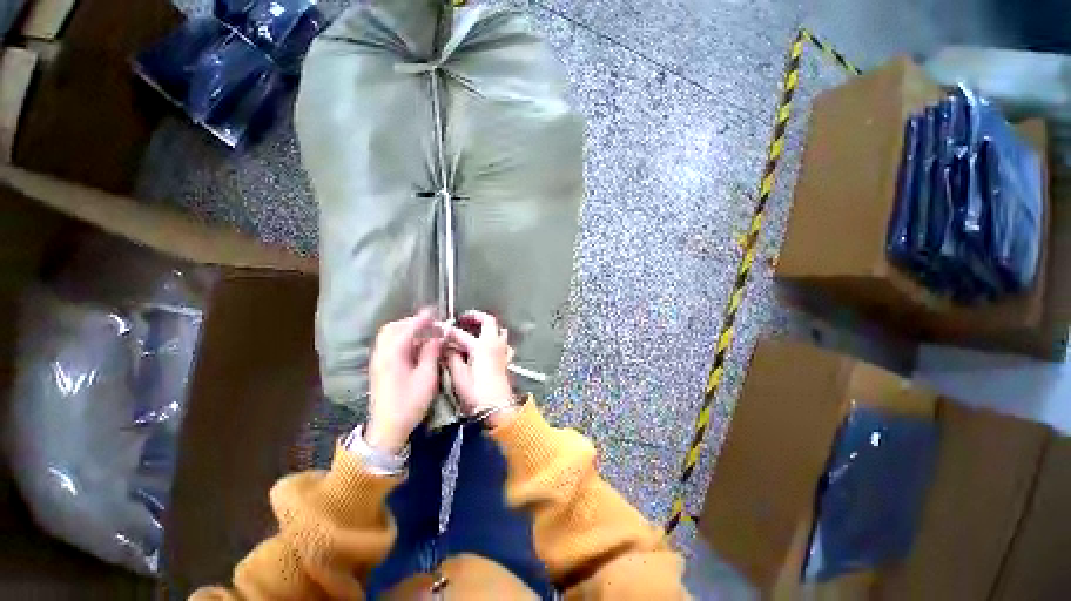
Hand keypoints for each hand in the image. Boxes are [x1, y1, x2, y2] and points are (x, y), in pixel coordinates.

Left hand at [365, 308, 442, 452]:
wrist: (387, 428)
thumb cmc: (410, 403)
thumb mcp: (427, 377)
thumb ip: (431, 352)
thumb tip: (438, 336)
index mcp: (393, 354)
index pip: (407, 328)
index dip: (422, 319)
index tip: (434, 311)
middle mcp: (382, 354)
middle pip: (393, 328)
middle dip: (411, 322)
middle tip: (430, 323)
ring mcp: (378, 361)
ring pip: (389, 336)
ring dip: (406, 330)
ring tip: (425, 333)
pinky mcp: (380, 368)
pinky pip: (389, 345)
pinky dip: (402, 339)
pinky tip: (416, 346)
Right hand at [444, 310, 518, 427]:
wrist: (499, 408)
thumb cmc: (477, 394)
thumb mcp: (459, 377)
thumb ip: (452, 359)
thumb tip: (446, 349)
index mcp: (481, 346)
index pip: (462, 334)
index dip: (449, 332)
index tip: (440, 329)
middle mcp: (494, 344)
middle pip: (489, 321)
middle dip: (476, 317)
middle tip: (464, 318)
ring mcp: (503, 351)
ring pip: (499, 331)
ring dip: (489, 327)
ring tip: (477, 330)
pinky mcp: (507, 361)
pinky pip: (504, 344)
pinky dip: (497, 341)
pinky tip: (491, 347)